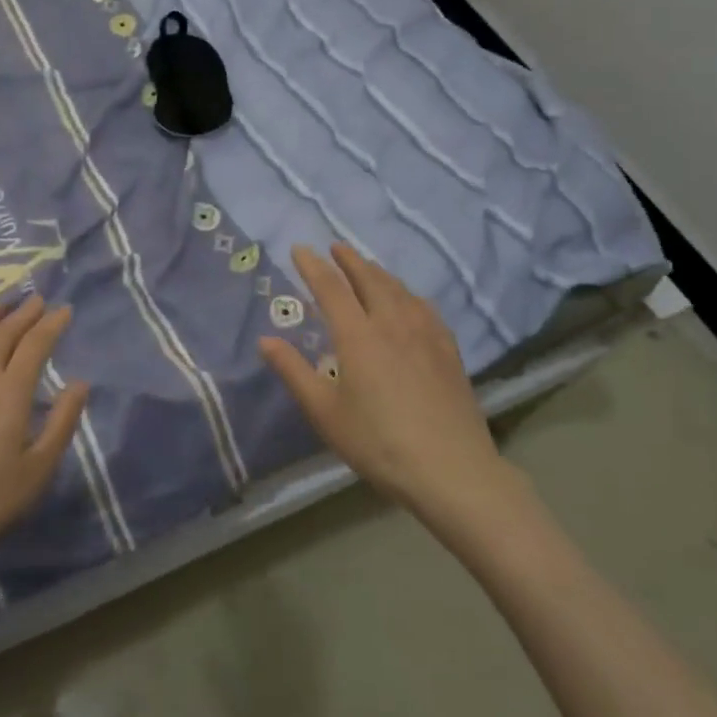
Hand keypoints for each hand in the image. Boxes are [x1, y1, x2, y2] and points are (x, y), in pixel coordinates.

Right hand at [260, 244, 503, 516]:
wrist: (451, 470)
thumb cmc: (378, 443)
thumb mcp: (325, 413)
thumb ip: (293, 372)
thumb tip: (265, 340)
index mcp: (358, 335)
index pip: (330, 288)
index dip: (313, 266)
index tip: (299, 249)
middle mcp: (391, 323)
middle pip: (369, 279)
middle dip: (349, 260)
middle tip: (335, 246)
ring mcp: (425, 333)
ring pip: (398, 289)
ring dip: (377, 272)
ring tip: (366, 267)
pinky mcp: (448, 349)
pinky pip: (423, 307)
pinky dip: (407, 293)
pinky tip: (409, 300)